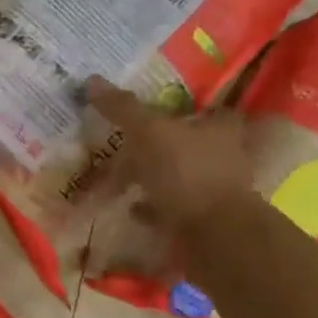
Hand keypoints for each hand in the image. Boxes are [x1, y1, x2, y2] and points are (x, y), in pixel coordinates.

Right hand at [86, 76, 253, 231]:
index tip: (157, 106)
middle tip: (127, 142)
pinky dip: (152, 205)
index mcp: (220, 128)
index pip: (209, 108)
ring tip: (122, 177)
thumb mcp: (148, 132)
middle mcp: (224, 156)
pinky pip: (172, 207)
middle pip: (190, 142)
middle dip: (160, 143)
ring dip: (154, 176)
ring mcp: (216, 191)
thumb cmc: (187, 173)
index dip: (186, 105)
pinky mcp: (204, 220)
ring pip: (180, 175)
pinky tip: (131, 207)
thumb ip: (123, 108)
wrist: (214, 237)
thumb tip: (92, 80)